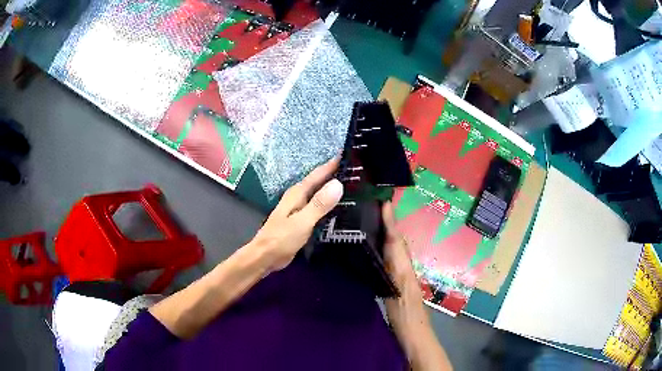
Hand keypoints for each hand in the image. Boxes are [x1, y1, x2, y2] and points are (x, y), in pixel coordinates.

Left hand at [250, 157, 343, 271]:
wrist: (265, 256)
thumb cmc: (282, 238)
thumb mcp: (302, 221)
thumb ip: (319, 204)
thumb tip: (338, 183)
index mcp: (298, 193)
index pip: (319, 173)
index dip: (333, 164)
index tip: (349, 153)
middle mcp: (298, 196)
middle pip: (319, 181)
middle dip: (335, 173)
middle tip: (356, 169)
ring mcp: (299, 208)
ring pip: (318, 193)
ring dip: (332, 187)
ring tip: (351, 184)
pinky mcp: (301, 219)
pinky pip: (318, 205)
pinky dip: (328, 202)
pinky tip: (338, 206)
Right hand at [381, 202, 452, 369]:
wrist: (414, 333)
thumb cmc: (405, 318)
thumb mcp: (398, 295)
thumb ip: (396, 272)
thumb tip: (390, 249)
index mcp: (404, 268)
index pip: (396, 240)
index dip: (390, 221)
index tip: (385, 202)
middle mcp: (404, 267)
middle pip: (397, 240)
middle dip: (388, 222)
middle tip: (375, 204)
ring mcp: (402, 274)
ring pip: (394, 248)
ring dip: (386, 232)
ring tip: (372, 218)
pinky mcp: (397, 281)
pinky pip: (391, 258)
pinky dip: (384, 247)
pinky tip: (375, 247)